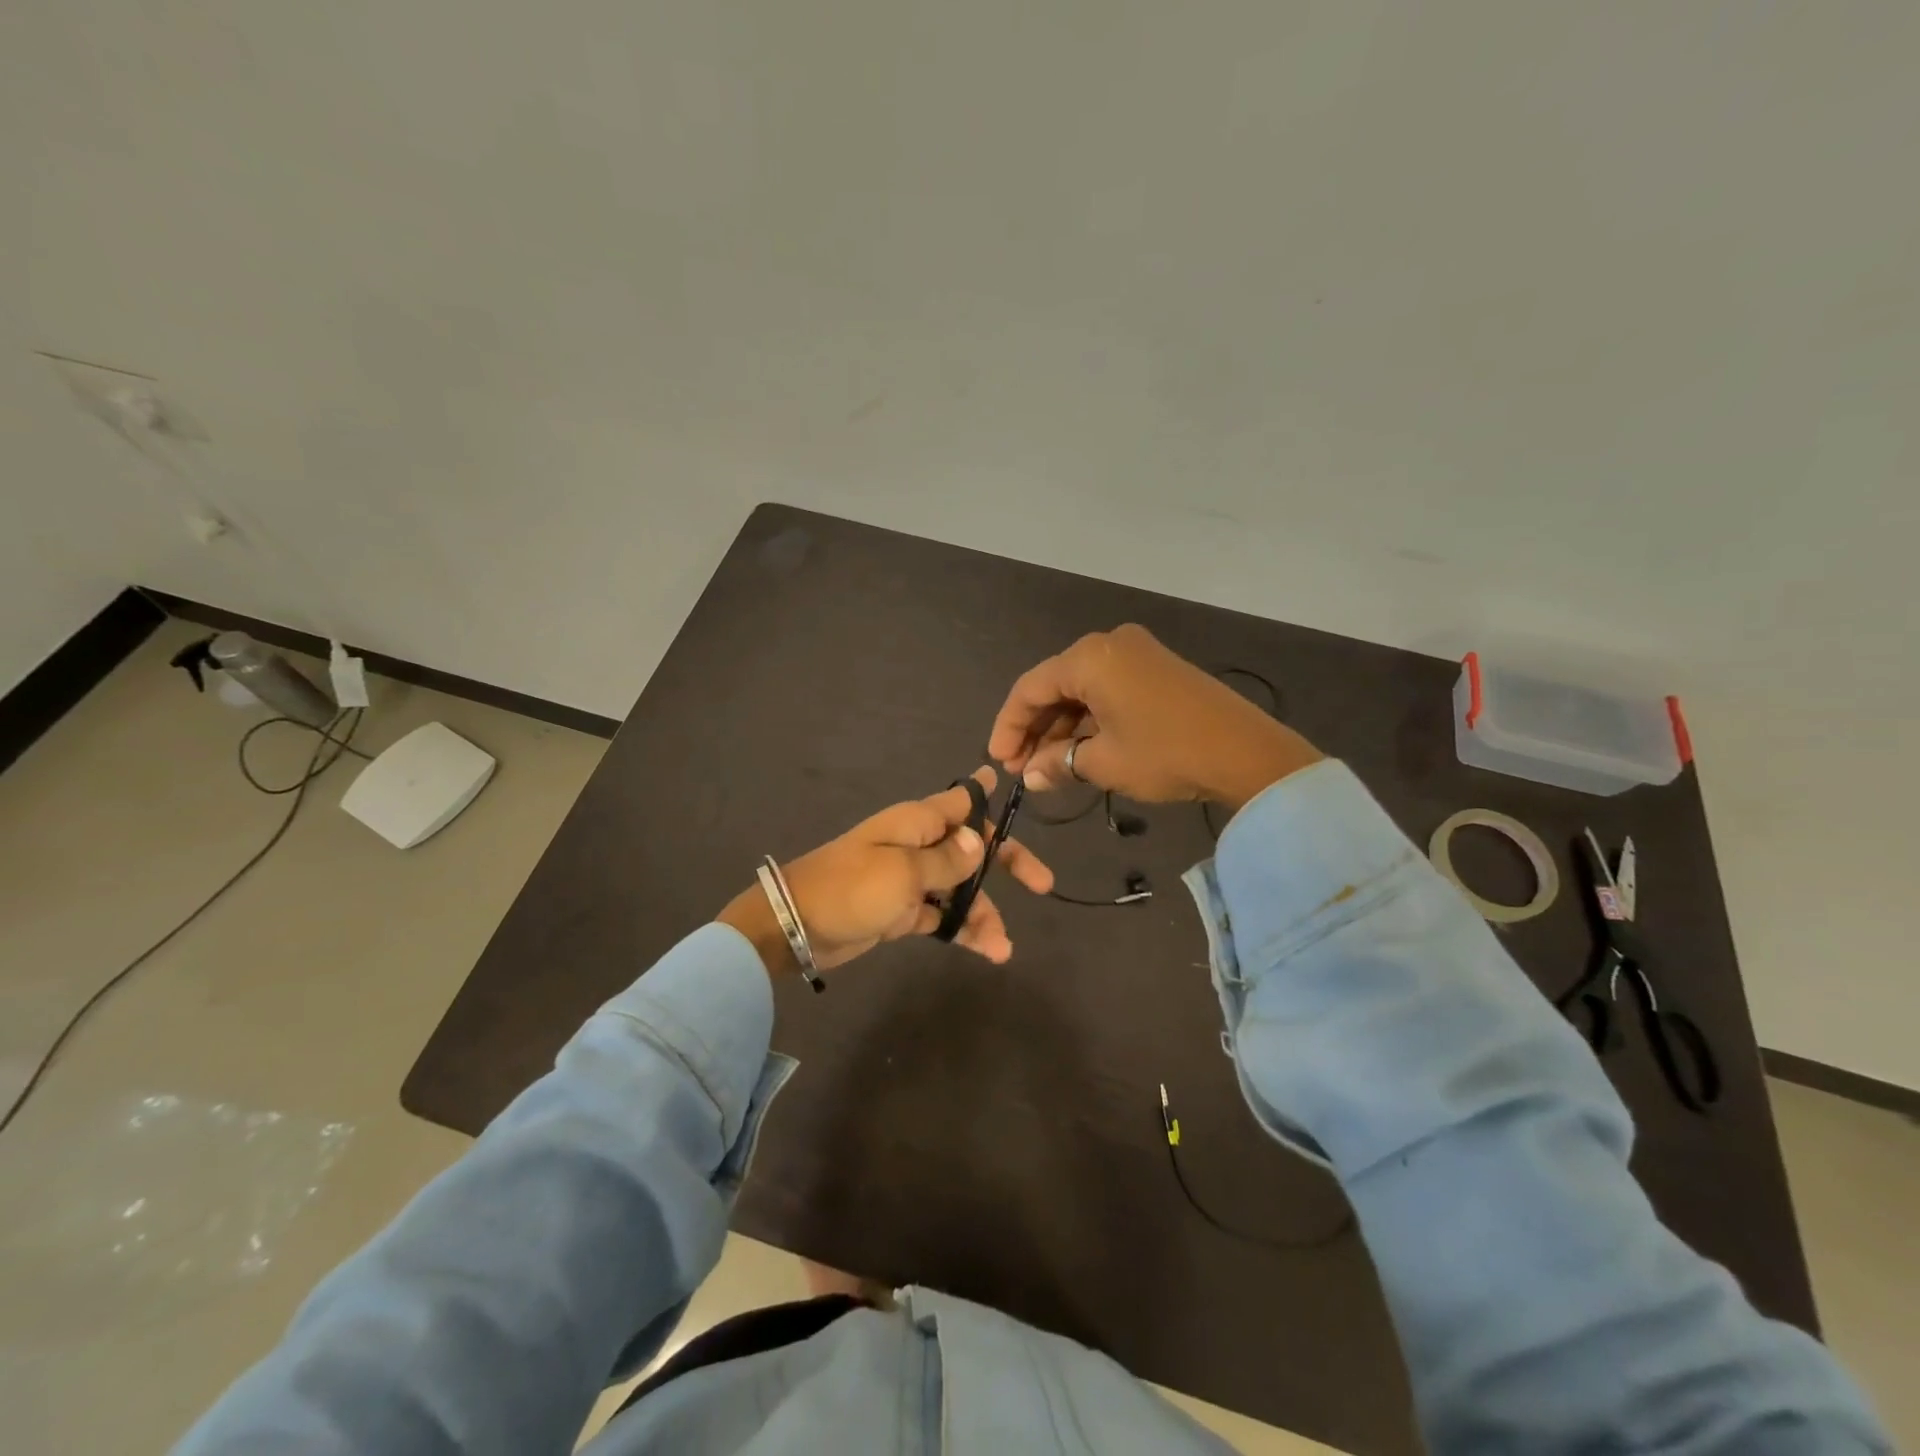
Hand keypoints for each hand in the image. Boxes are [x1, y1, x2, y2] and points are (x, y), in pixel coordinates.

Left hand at [717, 768, 1053, 976]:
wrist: (797, 926)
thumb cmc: (852, 888)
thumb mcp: (904, 872)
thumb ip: (948, 859)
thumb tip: (982, 840)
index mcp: (917, 822)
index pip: (962, 801)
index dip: (988, 796)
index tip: (1013, 785)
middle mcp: (918, 845)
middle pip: (972, 848)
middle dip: (1006, 864)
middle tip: (1042, 884)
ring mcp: (911, 880)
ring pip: (961, 889)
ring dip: (984, 913)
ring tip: (1003, 947)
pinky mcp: (903, 912)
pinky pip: (943, 916)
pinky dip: (963, 930)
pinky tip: (987, 951)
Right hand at [988, 624, 1323, 811]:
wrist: (1248, 753)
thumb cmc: (1166, 753)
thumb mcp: (1104, 763)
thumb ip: (1057, 764)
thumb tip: (1029, 776)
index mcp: (1090, 658)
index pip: (1030, 688)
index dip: (1008, 726)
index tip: (999, 761)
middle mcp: (1109, 645)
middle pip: (1055, 686)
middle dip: (1035, 729)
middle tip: (1021, 768)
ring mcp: (1137, 654)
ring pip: (1082, 690)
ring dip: (1063, 728)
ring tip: (1048, 768)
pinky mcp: (1157, 669)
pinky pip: (1108, 691)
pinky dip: (1090, 720)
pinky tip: (1081, 752)